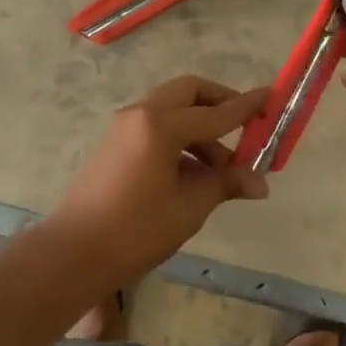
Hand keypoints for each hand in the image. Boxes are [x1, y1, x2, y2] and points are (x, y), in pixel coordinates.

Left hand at [49, 76, 270, 275]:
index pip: (216, 112)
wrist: (74, 254)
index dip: (247, 107)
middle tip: (245, 127)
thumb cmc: (137, 229)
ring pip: (172, 109)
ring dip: (201, 128)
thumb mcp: (190, 206)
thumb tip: (260, 182)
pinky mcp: (115, 144)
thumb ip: (225, 183)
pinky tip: (193, 173)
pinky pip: (156, 126)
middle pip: (189, 92)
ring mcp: (124, 127)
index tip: (271, 97)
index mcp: (160, 124)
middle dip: (220, 104)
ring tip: (222, 170)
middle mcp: (141, 113)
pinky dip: (180, 138)